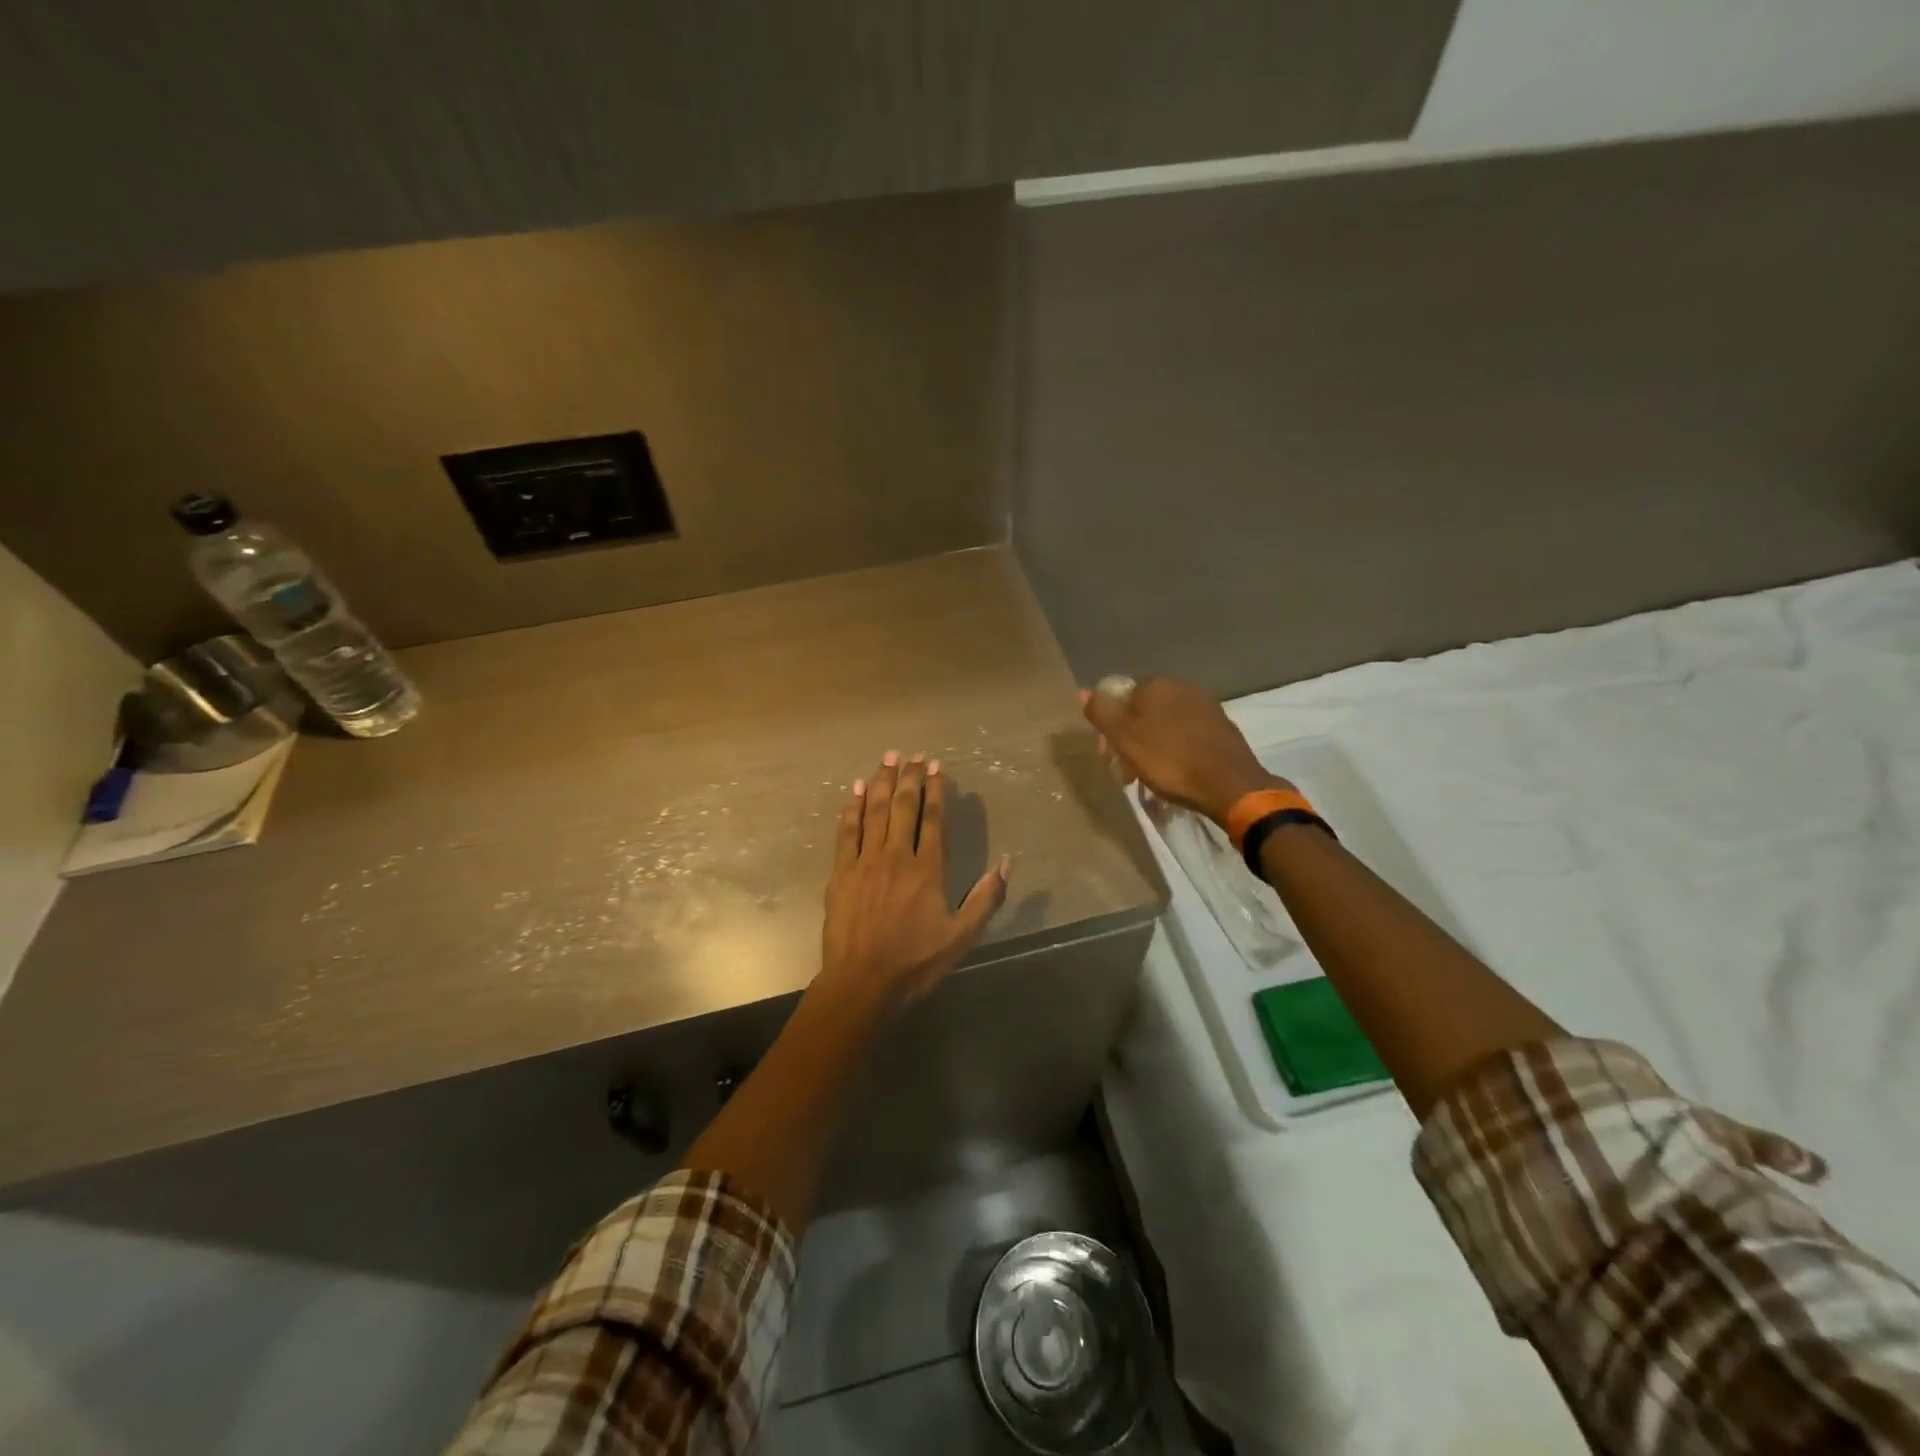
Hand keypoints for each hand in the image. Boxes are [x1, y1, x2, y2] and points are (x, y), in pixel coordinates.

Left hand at [818, 751, 1009, 1010]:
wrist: (863, 982)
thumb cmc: (915, 962)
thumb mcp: (962, 936)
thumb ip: (986, 898)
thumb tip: (1006, 863)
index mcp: (927, 869)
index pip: (932, 819)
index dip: (934, 790)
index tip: (935, 767)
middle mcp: (896, 856)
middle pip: (902, 806)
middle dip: (908, 777)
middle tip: (910, 754)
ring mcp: (865, 861)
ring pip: (873, 811)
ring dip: (880, 782)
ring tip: (887, 759)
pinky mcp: (841, 872)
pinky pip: (846, 831)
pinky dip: (851, 808)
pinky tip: (854, 789)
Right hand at [1081, 677, 1288, 826]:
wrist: (1229, 785)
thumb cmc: (1169, 761)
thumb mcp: (1124, 738)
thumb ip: (1101, 712)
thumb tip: (1084, 691)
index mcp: (1156, 685)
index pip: (1120, 699)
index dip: (1109, 729)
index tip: (1107, 756)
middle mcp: (1182, 687)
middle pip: (1142, 713)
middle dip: (1130, 740)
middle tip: (1126, 772)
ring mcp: (1206, 707)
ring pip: (1164, 726)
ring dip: (1151, 749)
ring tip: (1149, 779)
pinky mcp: (1222, 728)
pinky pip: (1186, 737)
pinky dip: (1174, 752)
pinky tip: (1174, 774)